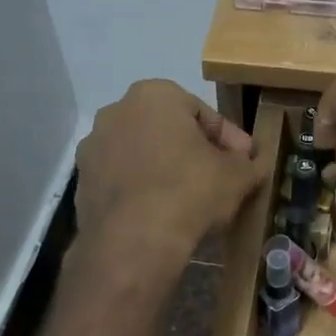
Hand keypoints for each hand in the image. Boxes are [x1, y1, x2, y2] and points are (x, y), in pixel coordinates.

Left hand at [76, 81, 266, 267]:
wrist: (134, 240)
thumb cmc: (191, 191)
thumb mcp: (237, 176)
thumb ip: (250, 164)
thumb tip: (253, 164)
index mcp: (155, 95)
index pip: (205, 115)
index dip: (231, 141)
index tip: (246, 164)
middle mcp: (116, 111)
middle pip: (169, 131)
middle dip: (194, 153)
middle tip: (220, 180)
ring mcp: (93, 148)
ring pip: (143, 155)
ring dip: (166, 171)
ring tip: (190, 201)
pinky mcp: (82, 183)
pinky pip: (124, 181)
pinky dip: (143, 191)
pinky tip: (162, 215)